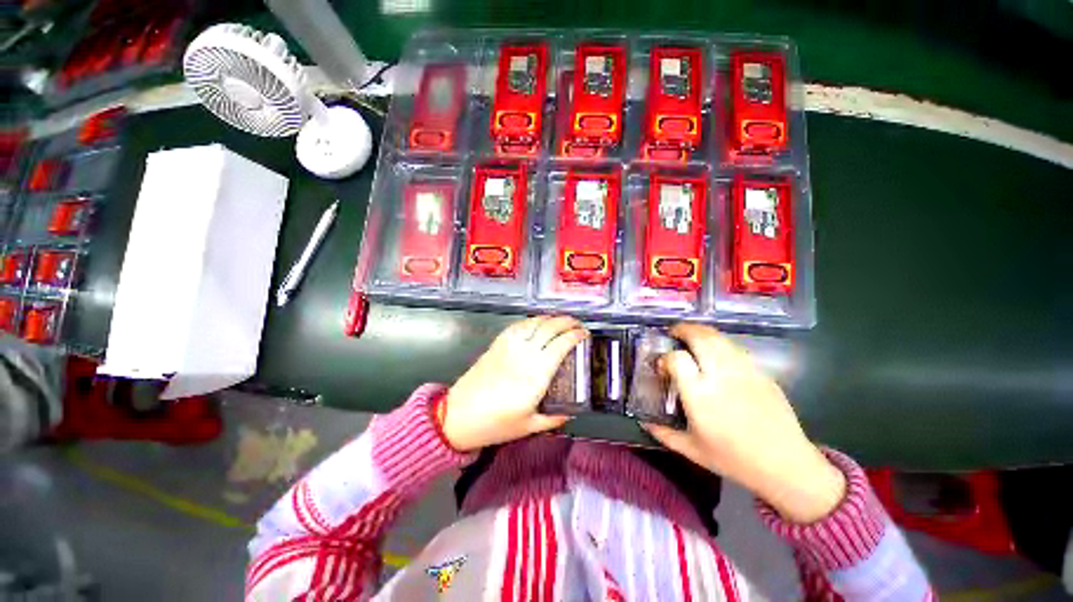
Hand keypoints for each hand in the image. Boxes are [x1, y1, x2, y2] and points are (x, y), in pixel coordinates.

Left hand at [440, 316, 587, 451]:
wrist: (458, 415)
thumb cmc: (495, 424)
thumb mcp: (529, 426)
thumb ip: (553, 419)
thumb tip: (569, 413)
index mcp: (537, 375)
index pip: (561, 345)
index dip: (575, 336)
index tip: (585, 334)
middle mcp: (525, 355)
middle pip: (550, 328)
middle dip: (567, 322)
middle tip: (577, 324)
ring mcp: (510, 346)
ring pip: (534, 323)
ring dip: (551, 318)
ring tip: (561, 320)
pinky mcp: (497, 344)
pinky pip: (518, 326)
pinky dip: (532, 321)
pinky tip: (537, 323)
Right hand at [643, 324, 845, 523]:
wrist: (787, 466)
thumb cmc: (734, 460)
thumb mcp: (692, 451)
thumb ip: (664, 433)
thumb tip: (643, 422)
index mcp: (700, 395)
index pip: (677, 359)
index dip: (665, 357)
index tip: (662, 366)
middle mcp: (721, 376)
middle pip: (700, 337)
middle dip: (683, 329)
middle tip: (673, 332)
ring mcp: (744, 372)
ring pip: (720, 339)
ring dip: (702, 332)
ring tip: (692, 337)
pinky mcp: (761, 373)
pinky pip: (736, 350)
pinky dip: (721, 344)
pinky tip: (717, 354)